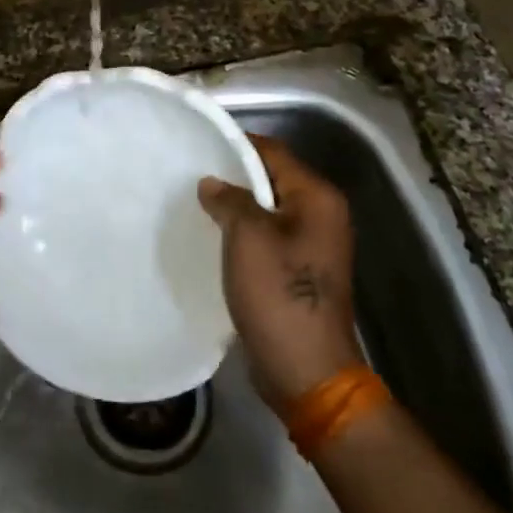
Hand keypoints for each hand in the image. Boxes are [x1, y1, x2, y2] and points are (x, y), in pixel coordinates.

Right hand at [198, 135, 360, 413]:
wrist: (306, 370)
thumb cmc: (279, 295)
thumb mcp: (248, 238)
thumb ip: (230, 200)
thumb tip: (212, 183)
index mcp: (318, 198)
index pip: (274, 152)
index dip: (237, 143)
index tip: (198, 142)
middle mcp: (322, 215)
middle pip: (272, 179)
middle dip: (233, 175)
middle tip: (190, 173)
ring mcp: (312, 245)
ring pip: (267, 209)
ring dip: (236, 206)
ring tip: (195, 202)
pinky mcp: (299, 271)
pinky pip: (267, 236)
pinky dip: (242, 232)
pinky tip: (213, 235)